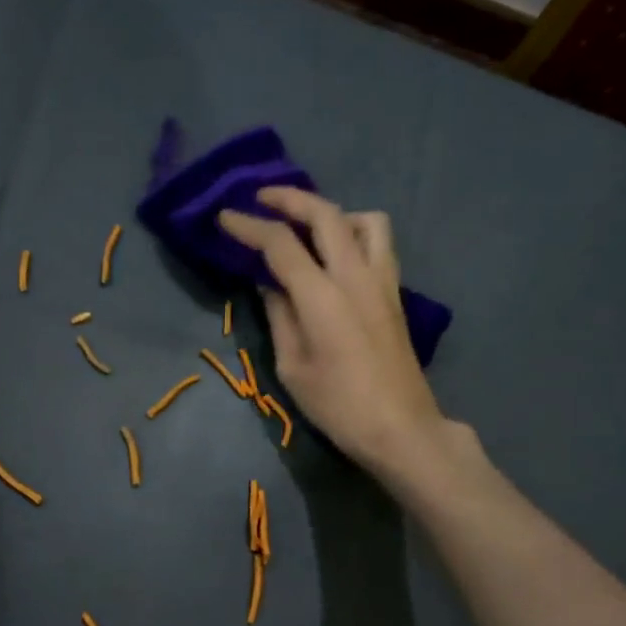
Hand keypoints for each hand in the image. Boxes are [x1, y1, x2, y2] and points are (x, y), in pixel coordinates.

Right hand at [220, 187, 456, 482]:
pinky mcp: (395, 293)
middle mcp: (355, 276)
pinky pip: (378, 243)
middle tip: (262, 198)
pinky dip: (354, 232)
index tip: (225, 216)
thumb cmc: (338, 405)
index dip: (249, 226)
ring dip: (332, 211)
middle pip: (325, 213)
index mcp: (322, 296)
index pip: (281, 244)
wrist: (400, 427)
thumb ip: (280, 316)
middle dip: (290, 198)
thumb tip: (269, 283)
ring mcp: (382, 281)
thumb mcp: (292, 366)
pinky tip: (337, 254)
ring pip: (364, 219)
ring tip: (309, 226)